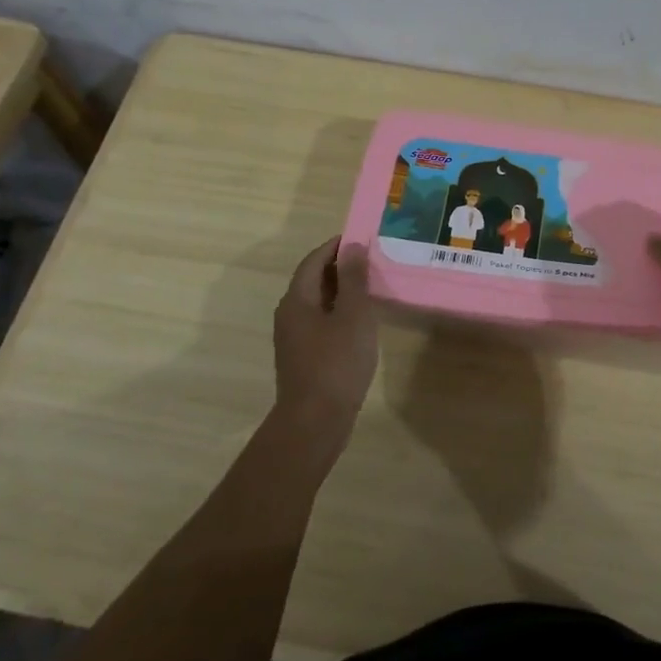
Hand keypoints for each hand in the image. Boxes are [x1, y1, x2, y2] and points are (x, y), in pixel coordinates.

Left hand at [272, 237, 379, 436]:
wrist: (314, 422)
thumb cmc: (336, 363)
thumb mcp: (353, 316)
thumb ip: (353, 279)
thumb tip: (352, 246)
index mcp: (297, 300)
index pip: (314, 260)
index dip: (335, 246)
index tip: (361, 238)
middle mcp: (289, 314)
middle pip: (313, 280)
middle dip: (340, 267)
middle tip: (371, 260)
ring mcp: (294, 338)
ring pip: (317, 303)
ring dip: (341, 291)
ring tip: (371, 287)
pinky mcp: (303, 357)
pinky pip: (321, 323)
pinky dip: (339, 313)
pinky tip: (360, 322)